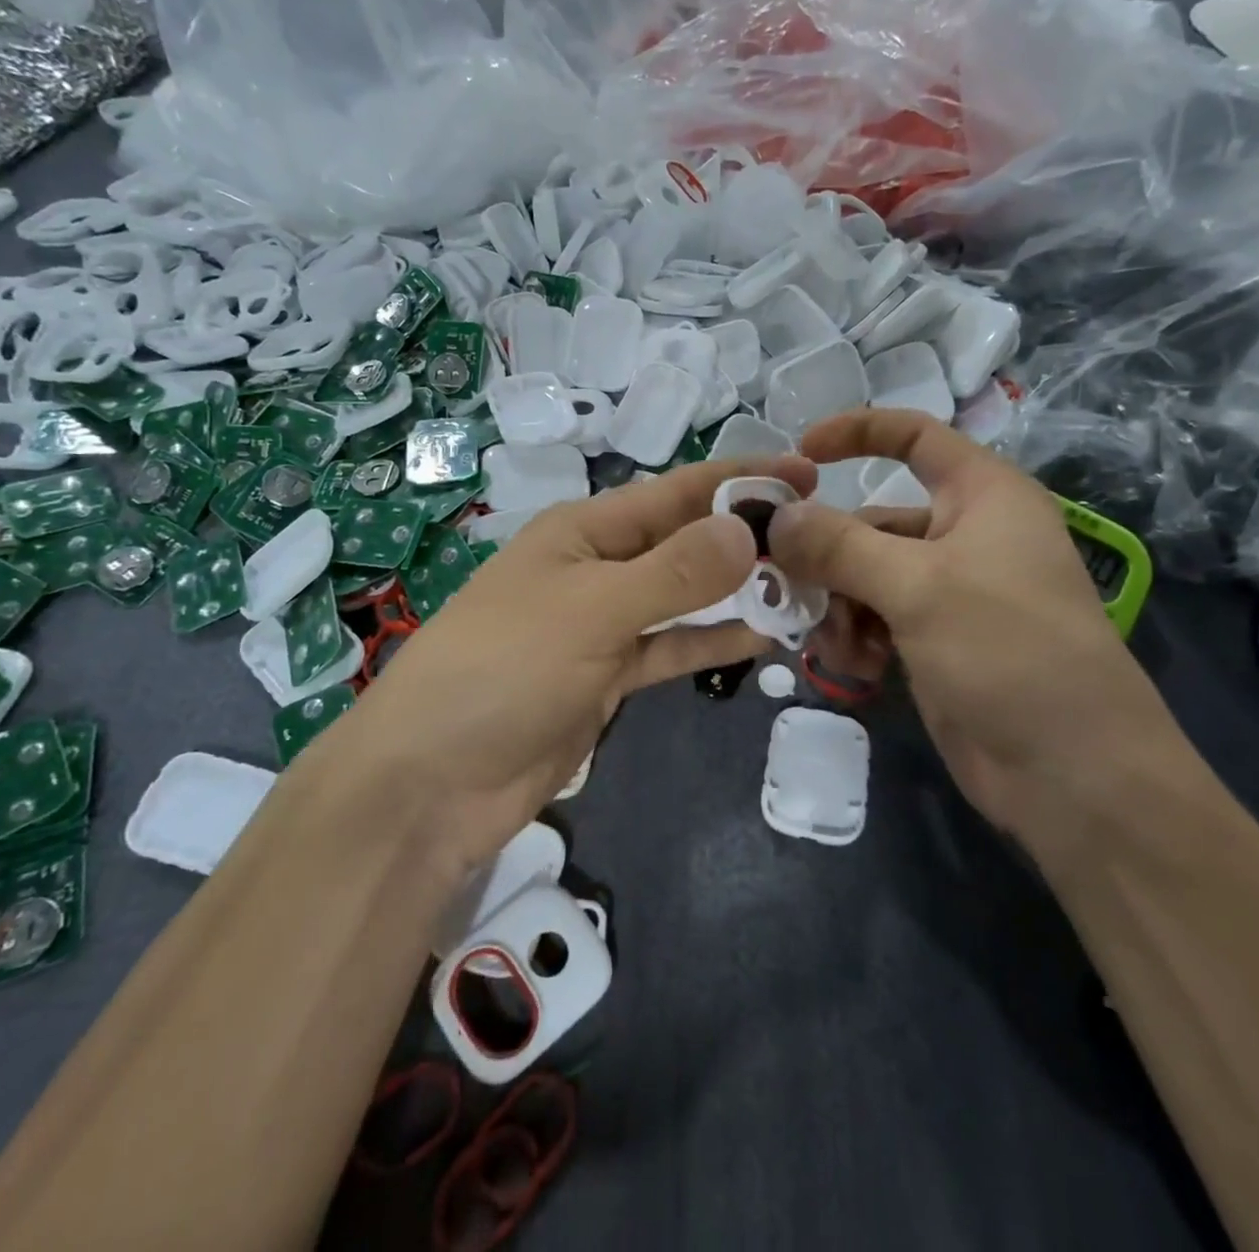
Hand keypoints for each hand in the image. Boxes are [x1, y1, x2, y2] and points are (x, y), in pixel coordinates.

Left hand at [316, 455, 816, 872]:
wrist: (434, 781)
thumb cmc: (503, 670)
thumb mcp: (591, 610)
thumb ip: (673, 573)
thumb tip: (748, 528)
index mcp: (584, 531)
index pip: (676, 492)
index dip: (741, 480)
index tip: (807, 476)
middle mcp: (597, 568)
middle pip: (685, 543)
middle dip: (747, 538)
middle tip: (824, 540)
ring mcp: (603, 626)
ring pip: (685, 597)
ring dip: (738, 593)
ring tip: (808, 587)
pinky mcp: (608, 678)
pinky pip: (671, 647)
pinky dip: (712, 640)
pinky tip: (764, 637)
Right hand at [769, 410, 1200, 856]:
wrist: (1072, 773)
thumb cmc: (1009, 651)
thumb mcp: (918, 587)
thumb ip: (839, 545)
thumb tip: (777, 518)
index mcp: (982, 496)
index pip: (914, 436)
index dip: (857, 432)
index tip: (798, 454)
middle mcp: (964, 536)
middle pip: (871, 522)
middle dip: (828, 557)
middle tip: (788, 587)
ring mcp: (948, 593)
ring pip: (862, 577)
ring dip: (838, 606)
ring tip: (838, 647)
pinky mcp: (933, 642)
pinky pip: (873, 620)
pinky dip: (855, 637)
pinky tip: (856, 668)